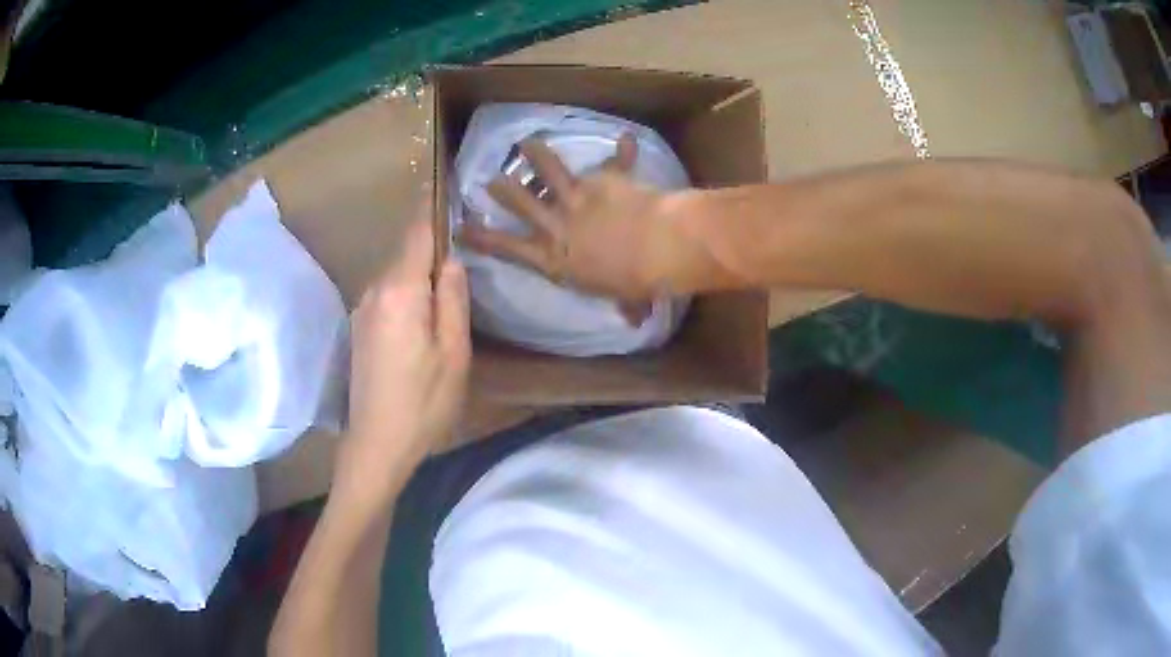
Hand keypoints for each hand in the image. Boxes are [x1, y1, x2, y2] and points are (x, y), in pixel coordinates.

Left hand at [334, 203, 469, 512]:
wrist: (376, 444)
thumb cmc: (423, 403)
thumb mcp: (454, 353)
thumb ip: (452, 298)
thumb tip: (450, 259)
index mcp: (400, 291)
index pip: (417, 231)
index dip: (433, 206)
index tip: (448, 182)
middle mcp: (375, 290)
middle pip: (407, 251)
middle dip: (433, 246)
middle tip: (466, 250)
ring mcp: (362, 309)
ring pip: (397, 274)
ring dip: (421, 273)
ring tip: (449, 289)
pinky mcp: (360, 328)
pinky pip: (388, 295)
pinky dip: (408, 293)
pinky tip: (424, 319)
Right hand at [459, 134, 686, 321]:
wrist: (655, 247)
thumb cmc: (634, 282)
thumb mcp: (622, 298)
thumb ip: (625, 305)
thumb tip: (635, 320)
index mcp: (555, 258)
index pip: (508, 248)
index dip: (483, 238)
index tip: (461, 229)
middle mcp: (558, 224)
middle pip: (522, 202)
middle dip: (503, 189)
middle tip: (492, 179)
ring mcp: (579, 197)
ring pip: (550, 169)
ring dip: (537, 154)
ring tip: (527, 143)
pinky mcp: (605, 179)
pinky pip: (616, 162)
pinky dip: (623, 151)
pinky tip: (626, 138)